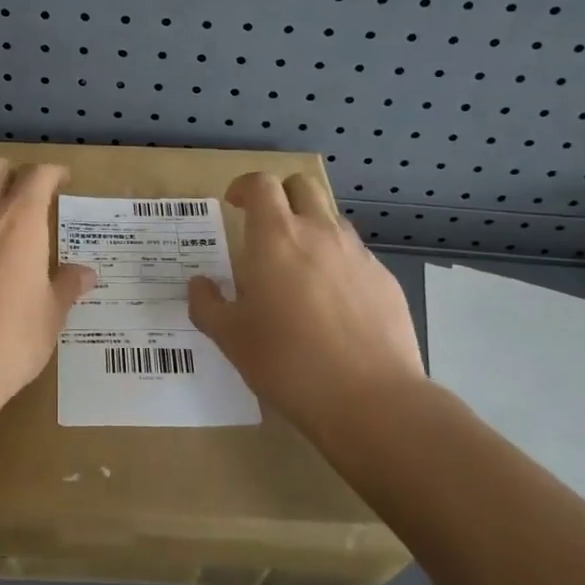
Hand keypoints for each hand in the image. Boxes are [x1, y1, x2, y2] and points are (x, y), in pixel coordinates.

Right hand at [187, 173, 426, 431]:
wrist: (371, 399)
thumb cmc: (287, 362)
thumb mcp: (230, 338)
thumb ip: (207, 304)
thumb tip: (199, 284)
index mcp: (275, 238)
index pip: (261, 184)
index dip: (245, 187)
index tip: (234, 205)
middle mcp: (319, 234)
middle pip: (302, 185)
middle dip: (281, 195)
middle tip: (265, 226)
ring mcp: (358, 255)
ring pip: (332, 219)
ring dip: (311, 227)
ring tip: (298, 268)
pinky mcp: (385, 280)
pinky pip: (355, 255)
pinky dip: (337, 263)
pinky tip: (332, 304)